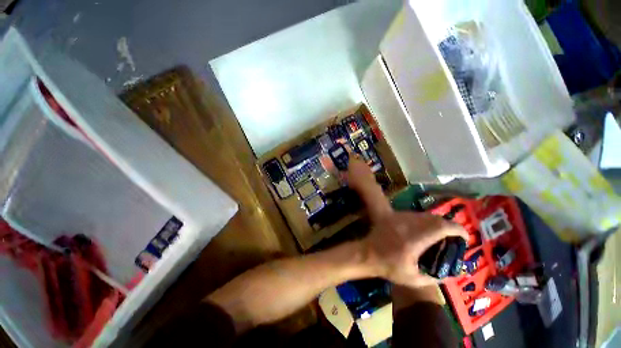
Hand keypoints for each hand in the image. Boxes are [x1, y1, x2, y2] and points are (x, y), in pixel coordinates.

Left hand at [345, 158, 467, 287]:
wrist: (367, 253)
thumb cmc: (388, 267)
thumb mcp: (413, 279)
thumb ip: (435, 278)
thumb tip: (453, 274)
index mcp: (415, 239)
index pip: (441, 227)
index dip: (458, 229)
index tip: (465, 236)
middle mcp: (408, 224)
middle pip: (435, 218)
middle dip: (449, 225)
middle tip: (454, 236)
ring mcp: (399, 218)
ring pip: (424, 214)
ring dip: (437, 222)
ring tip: (441, 233)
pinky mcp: (393, 216)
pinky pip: (414, 214)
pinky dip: (424, 220)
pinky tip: (424, 229)